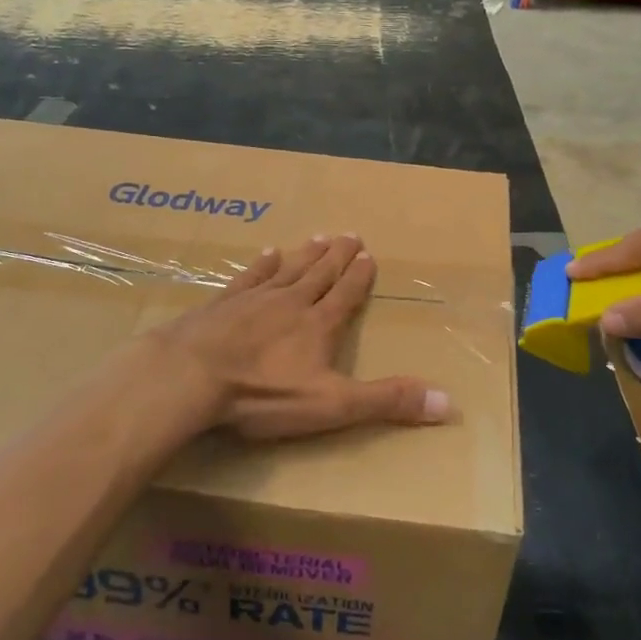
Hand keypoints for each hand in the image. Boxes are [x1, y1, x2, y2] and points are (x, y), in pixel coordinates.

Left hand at [149, 236, 451, 440]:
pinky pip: (249, 277)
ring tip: (320, 236)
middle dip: (338, 256)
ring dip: (307, 254)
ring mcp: (254, 299)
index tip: (370, 255)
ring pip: (288, 270)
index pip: (345, 295)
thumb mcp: (332, 405)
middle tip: (350, 234)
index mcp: (318, 326)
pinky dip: (262, 265)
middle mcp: (290, 303)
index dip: (359, 277)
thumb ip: (386, 402)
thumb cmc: (263, 394)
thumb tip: (448, 403)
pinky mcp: (222, 304)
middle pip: (320, 275)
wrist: (192, 376)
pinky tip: (268, 253)